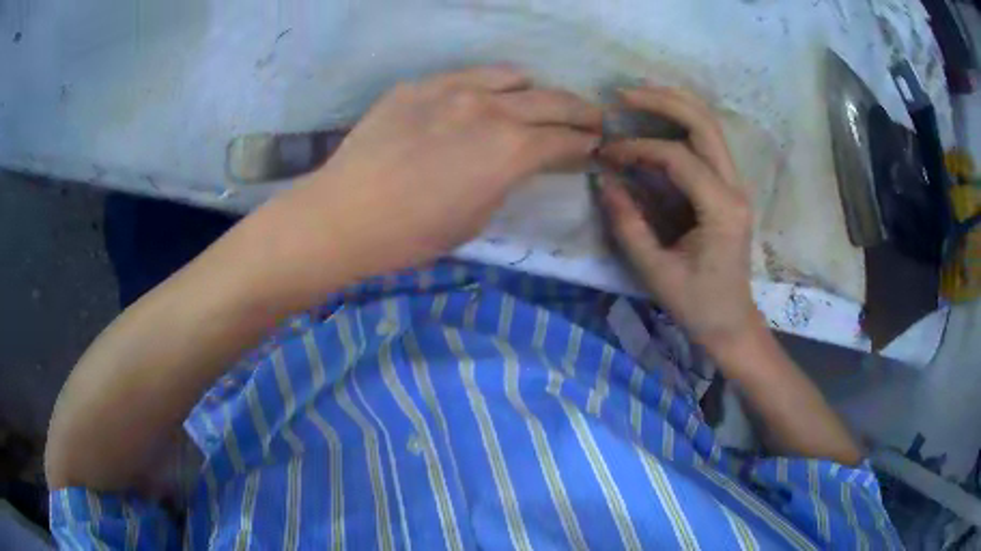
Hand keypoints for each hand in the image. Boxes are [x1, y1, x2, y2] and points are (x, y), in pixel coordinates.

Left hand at [253, 66, 601, 295]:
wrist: (345, 214)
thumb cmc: (413, 233)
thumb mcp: (478, 217)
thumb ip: (508, 180)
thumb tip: (521, 161)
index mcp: (511, 149)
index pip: (565, 140)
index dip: (587, 144)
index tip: (596, 146)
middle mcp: (491, 108)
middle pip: (552, 100)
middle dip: (580, 110)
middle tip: (593, 117)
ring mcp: (453, 88)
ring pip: (512, 76)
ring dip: (534, 90)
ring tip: (538, 100)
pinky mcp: (420, 85)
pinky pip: (467, 75)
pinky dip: (488, 85)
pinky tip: (482, 98)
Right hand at [599, 87, 761, 352]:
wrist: (732, 322)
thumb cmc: (697, 305)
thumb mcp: (656, 271)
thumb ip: (628, 224)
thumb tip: (605, 181)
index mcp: (721, 210)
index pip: (679, 158)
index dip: (639, 148)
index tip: (607, 154)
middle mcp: (735, 189)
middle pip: (704, 124)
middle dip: (663, 101)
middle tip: (623, 95)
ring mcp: (735, 186)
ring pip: (710, 126)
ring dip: (675, 104)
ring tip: (638, 96)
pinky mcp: (728, 189)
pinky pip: (707, 143)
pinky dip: (682, 123)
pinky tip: (658, 118)